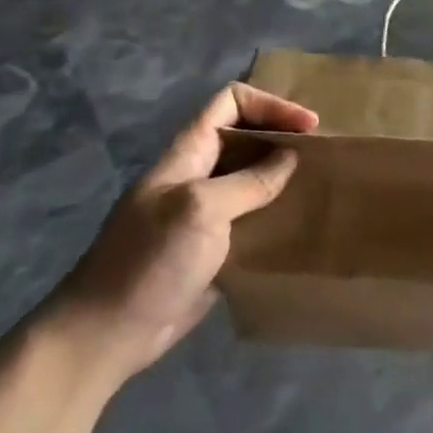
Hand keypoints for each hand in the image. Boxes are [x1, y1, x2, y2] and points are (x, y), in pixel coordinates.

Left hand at [51, 82, 317, 383]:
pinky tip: (301, 225)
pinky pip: (250, 217)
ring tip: (320, 186)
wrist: (110, 330)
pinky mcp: (213, 246)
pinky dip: (276, 213)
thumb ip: (248, 181)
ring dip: (284, 176)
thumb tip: (290, 158)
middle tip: (322, 155)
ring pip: (250, 177)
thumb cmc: (151, 260)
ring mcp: (204, 211)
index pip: (230, 103)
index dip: (271, 105)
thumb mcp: (201, 209)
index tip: (308, 127)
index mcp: (188, 153)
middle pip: (244, 137)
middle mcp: (198, 174)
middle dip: (283, 137)